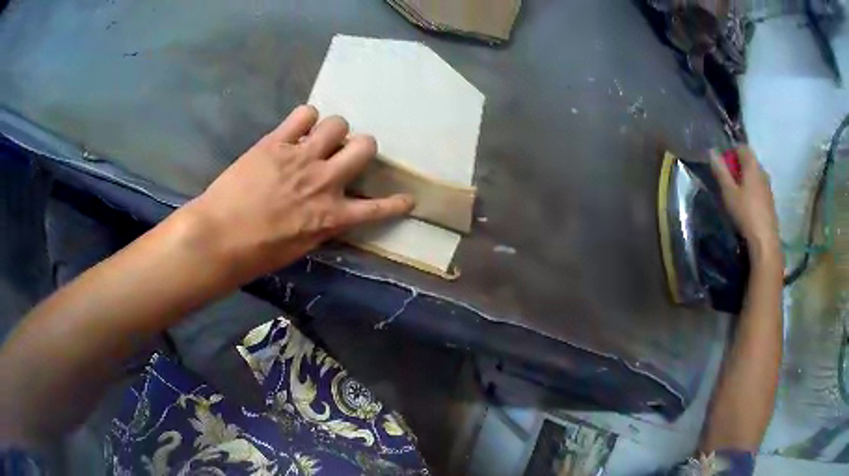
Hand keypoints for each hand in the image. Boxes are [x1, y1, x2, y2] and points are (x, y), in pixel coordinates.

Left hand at [178, 105, 413, 282]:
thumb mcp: (298, 248)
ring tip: (319, 137)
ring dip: (334, 130)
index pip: (377, 208)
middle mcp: (324, 181)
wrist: (218, 237)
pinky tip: (297, 128)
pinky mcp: (276, 142)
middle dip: (362, 147)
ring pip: (338, 123)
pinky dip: (304, 118)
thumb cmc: (256, 254)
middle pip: (365, 147)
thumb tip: (330, 213)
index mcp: (331, 216)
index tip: (407, 199)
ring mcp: (301, 157)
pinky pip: (303, 114)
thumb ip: (321, 227)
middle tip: (347, 153)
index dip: (396, 203)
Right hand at [710, 146, 781, 262]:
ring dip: (745, 179)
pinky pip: (759, 188)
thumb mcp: (728, 192)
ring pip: (755, 175)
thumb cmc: (745, 213)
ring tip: (736, 195)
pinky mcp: (770, 201)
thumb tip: (712, 151)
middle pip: (749, 161)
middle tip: (727, 181)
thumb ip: (720, 171)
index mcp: (752, 165)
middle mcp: (762, 171)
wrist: (765, 241)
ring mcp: (768, 187)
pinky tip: (747, 205)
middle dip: (738, 166)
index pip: (742, 147)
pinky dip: (752, 191)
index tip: (723, 166)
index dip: (731, 152)